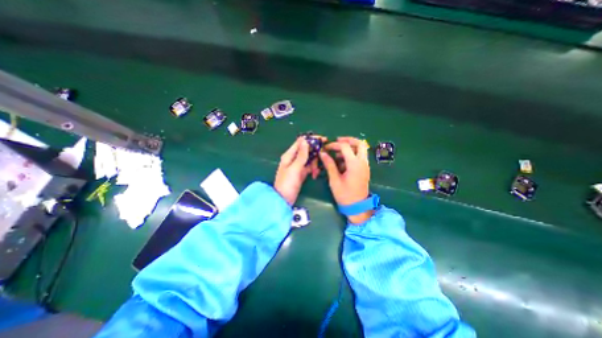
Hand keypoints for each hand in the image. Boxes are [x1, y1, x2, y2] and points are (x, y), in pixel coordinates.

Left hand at [275, 137, 321, 204]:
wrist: (283, 200)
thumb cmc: (287, 183)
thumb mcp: (295, 168)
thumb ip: (301, 155)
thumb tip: (305, 140)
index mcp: (289, 155)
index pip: (301, 141)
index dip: (312, 139)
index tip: (323, 139)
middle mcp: (294, 158)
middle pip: (307, 150)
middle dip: (315, 153)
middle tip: (322, 158)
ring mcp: (298, 166)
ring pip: (310, 159)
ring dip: (315, 164)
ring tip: (316, 172)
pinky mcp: (301, 173)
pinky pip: (310, 167)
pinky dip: (313, 170)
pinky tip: (315, 174)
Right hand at [320, 136, 371, 222]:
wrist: (358, 207)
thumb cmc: (345, 195)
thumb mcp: (334, 180)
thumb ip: (329, 165)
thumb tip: (323, 153)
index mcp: (354, 164)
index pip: (345, 147)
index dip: (334, 145)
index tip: (326, 148)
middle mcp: (362, 162)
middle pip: (360, 143)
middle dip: (348, 140)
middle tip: (337, 141)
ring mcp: (365, 166)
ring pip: (361, 149)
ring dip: (350, 147)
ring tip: (337, 154)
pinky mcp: (365, 169)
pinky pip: (360, 156)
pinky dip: (352, 154)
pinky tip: (342, 162)